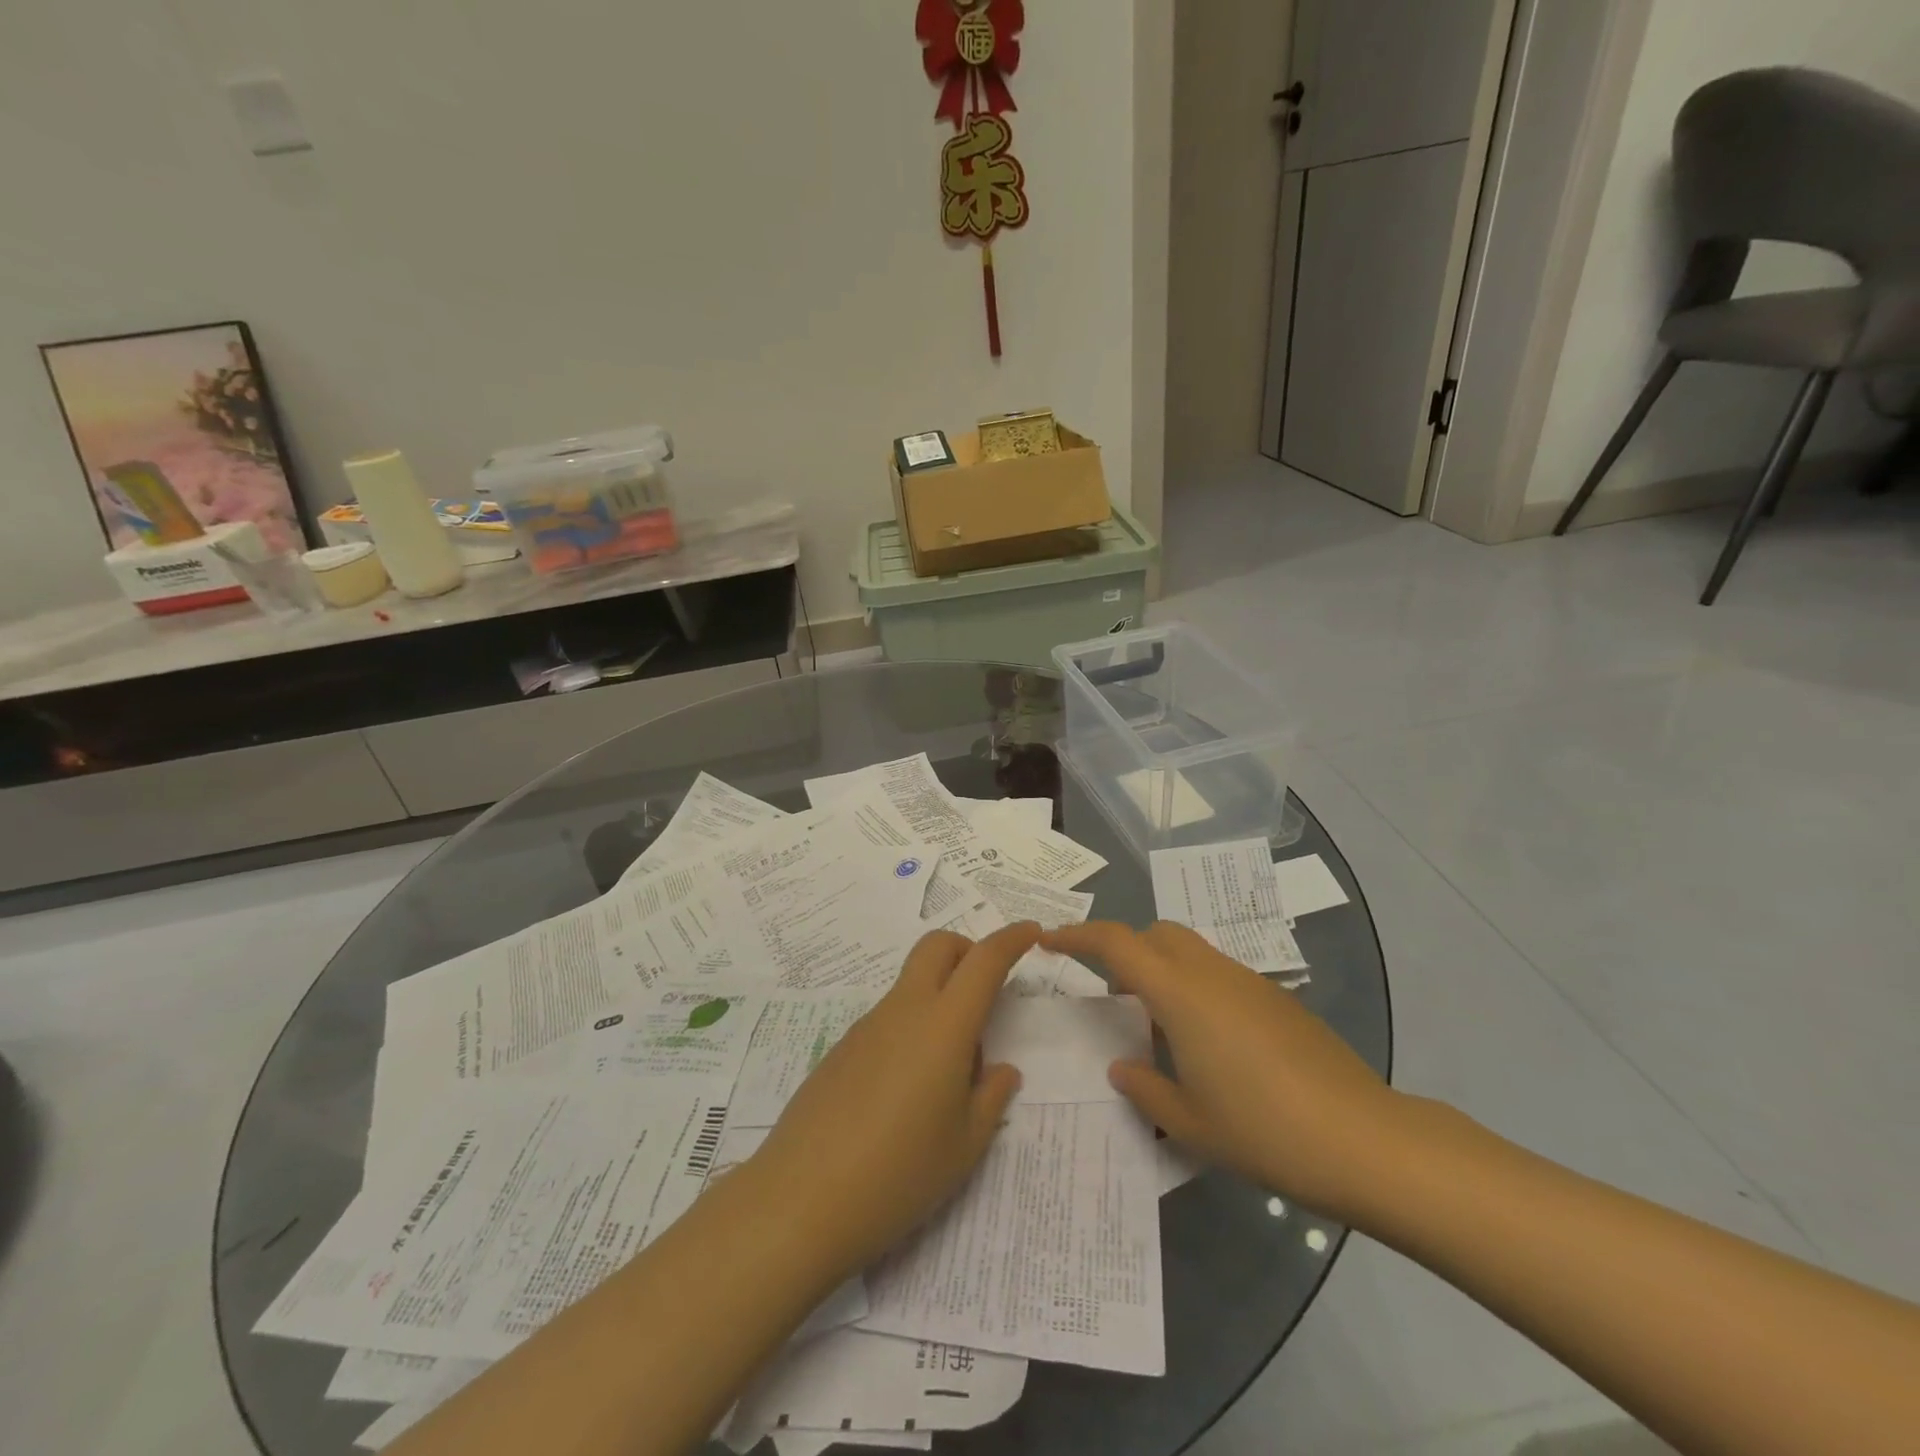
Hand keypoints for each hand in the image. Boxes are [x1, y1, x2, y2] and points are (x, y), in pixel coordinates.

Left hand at [749, 922, 1038, 1278]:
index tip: (1030, 932)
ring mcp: (867, 1026)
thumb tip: (1000, 1071)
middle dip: (968, 951)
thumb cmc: (898, 1174)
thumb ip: (990, 1098)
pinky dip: (911, 1028)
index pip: (984, 960)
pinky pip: (888, 1018)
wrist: (800, 1199)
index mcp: (943, 1025)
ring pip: (912, 984)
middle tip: (985, 996)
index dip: (1011, 939)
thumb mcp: (964, 1145)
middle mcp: (904, 1011)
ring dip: (939, 998)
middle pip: (937, 947)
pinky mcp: (842, 1049)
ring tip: (947, 1074)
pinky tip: (905, 1093)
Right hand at [1043, 920, 1404, 1223]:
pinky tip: (1205, 1043)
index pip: (1116, 942)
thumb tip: (1122, 1067)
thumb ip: (1145, 1088)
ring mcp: (1249, 982)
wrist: (1363, 1139)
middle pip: (1156, 933)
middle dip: (1124, 948)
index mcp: (1180, 993)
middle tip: (1110, 993)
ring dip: (1161, 969)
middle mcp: (1211, 973)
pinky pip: (1219, 974)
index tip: (1048, 940)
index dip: (1077, 935)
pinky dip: (1194, 987)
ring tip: (1155, 1026)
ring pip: (1190, 950)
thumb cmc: (1264, 1130)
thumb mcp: (1190, 1121)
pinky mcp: (1276, 1000)